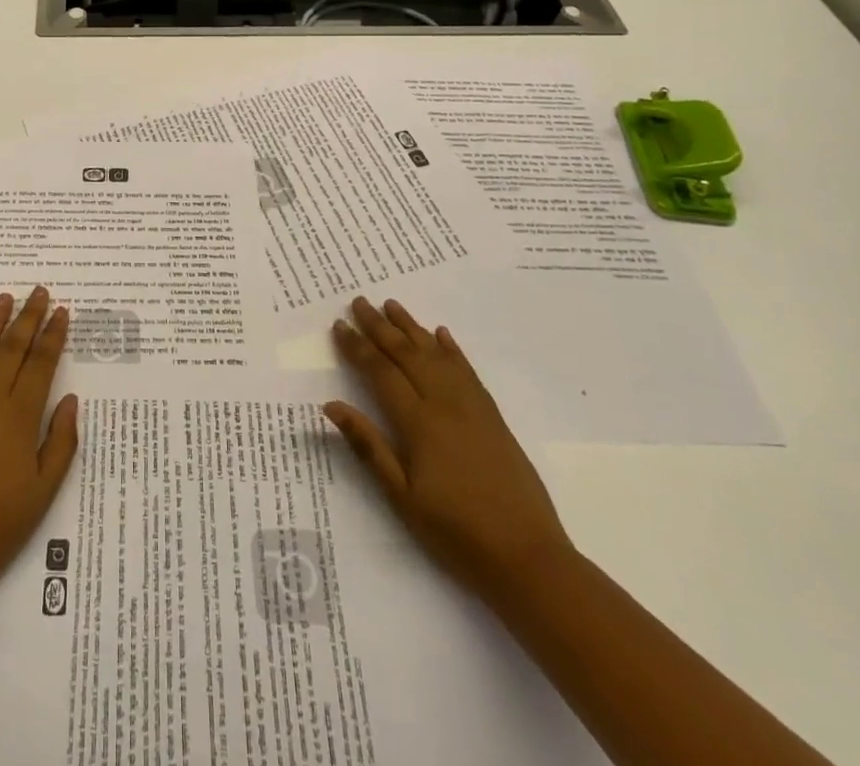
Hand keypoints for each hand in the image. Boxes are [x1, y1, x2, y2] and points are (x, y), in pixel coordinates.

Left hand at [0, 288, 78, 606]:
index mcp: (18, 418)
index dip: (52, 335)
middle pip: (10, 349)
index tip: (62, 311)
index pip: (40, 364)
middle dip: (27, 317)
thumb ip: (60, 443)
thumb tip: (70, 400)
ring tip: (4, 298)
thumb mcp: (43, 494)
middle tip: (39, 292)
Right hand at [326, 296, 572, 599]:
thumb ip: (368, 446)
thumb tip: (331, 405)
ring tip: (392, 305)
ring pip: (436, 354)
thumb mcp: (402, 497)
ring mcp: (472, 407)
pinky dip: (452, 349)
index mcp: (418, 423)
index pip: (380, 372)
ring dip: (412, 327)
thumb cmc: (456, 533)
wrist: (528, 558)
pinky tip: (442, 335)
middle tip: (358, 302)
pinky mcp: (493, 417)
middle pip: (407, 354)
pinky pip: (468, 371)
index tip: (339, 326)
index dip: (357, 347)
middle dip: (380, 326)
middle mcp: (444, 404)